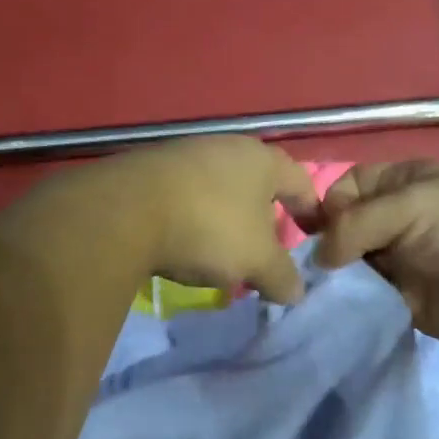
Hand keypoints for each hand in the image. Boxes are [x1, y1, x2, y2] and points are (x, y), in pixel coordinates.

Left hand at [94, 137, 321, 302]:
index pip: (300, 181)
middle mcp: (225, 146)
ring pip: (219, 187)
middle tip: (265, 249)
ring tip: (221, 251)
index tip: (314, 235)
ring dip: (225, 217)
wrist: (124, 211)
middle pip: (257, 183)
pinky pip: (185, 193)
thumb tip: (296, 292)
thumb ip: (282, 276)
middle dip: (264, 216)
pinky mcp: (149, 167)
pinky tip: (182, 240)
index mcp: (261, 160)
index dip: (311, 210)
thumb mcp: (256, 261)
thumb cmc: (208, 228)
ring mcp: (184, 152)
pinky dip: (192, 216)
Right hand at [314, 160, 438, 353]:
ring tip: (318, 297)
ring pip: (352, 267)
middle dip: (326, 247)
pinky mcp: (407, 302)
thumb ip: (354, 225)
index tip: (318, 234)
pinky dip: (352, 307)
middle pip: (344, 229)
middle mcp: (397, 220)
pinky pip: (368, 301)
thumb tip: (319, 258)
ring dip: (336, 281)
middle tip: (313, 273)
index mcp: (401, 183)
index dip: (328, 206)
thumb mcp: (410, 206)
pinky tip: (335, 315)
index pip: (346, 188)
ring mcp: (402, 262)